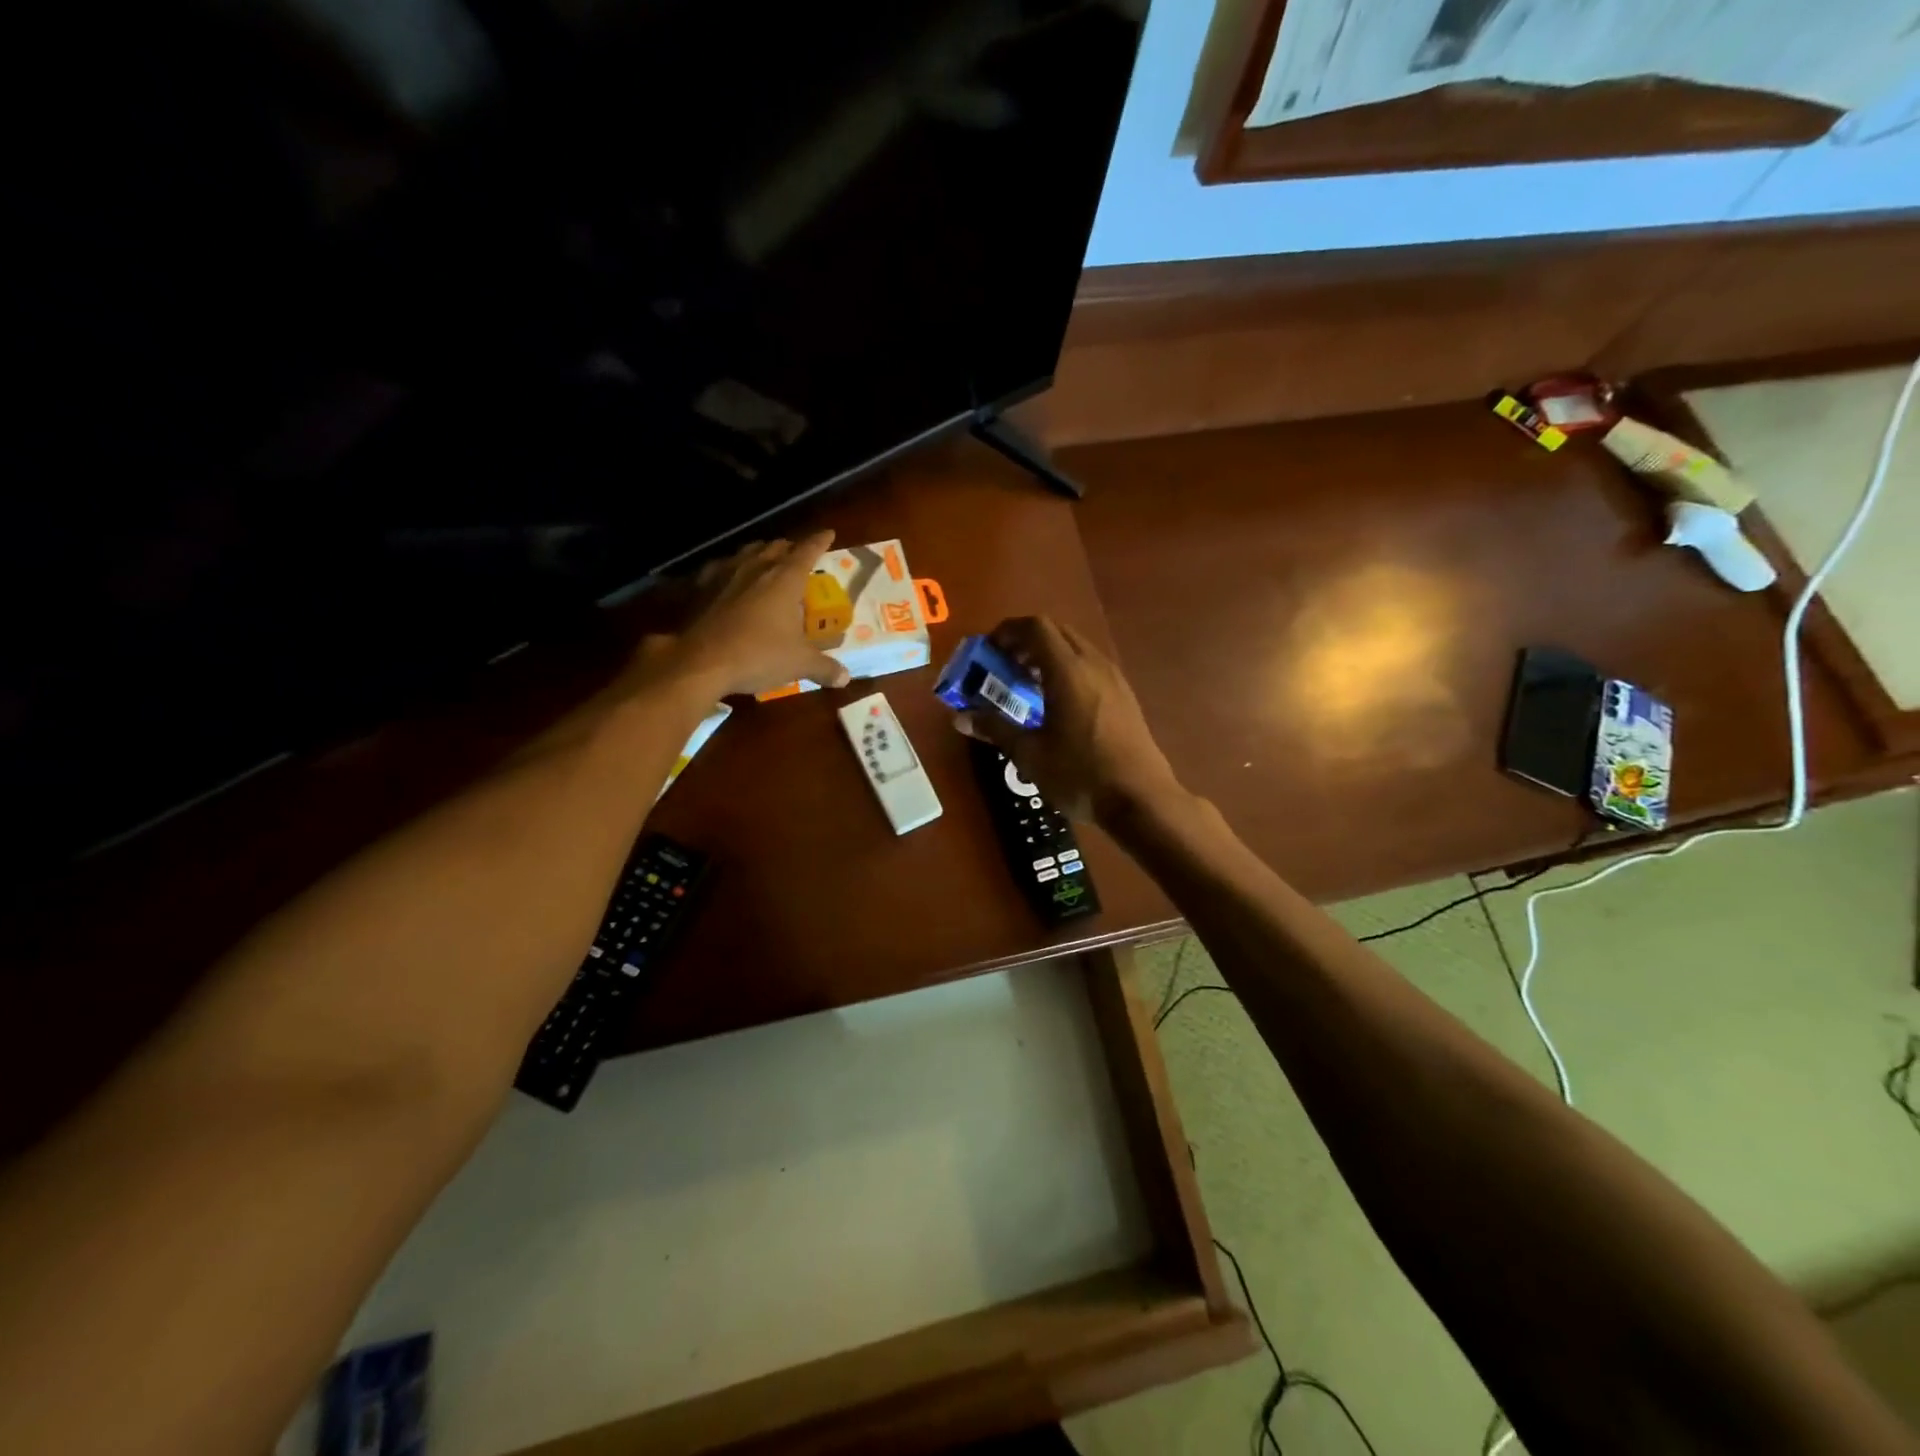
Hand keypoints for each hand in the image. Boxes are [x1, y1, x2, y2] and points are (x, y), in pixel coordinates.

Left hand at [641, 531, 850, 698]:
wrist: (700, 661)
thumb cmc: (758, 655)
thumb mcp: (799, 664)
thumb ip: (824, 668)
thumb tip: (845, 678)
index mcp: (785, 578)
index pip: (808, 550)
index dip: (820, 541)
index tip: (829, 533)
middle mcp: (756, 567)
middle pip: (776, 547)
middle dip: (789, 548)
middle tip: (797, 555)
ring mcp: (725, 573)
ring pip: (747, 552)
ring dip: (760, 553)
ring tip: (766, 561)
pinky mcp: (700, 586)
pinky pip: (720, 568)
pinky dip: (730, 569)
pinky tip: (728, 579)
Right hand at [950, 616, 1181, 823]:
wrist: (1141, 800)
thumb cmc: (1080, 774)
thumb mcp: (1030, 754)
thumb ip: (995, 728)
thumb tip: (960, 717)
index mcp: (1068, 670)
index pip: (1035, 627)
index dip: (1007, 631)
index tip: (987, 651)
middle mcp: (1093, 664)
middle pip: (1056, 632)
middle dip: (1025, 642)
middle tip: (1003, 667)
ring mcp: (1114, 679)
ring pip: (1075, 648)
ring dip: (1047, 656)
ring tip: (1026, 685)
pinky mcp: (1124, 696)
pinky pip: (1090, 666)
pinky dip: (1067, 670)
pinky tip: (1056, 704)